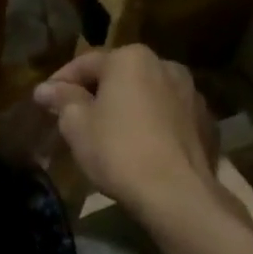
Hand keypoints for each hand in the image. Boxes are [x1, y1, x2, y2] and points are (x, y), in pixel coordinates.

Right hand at [34, 46, 220, 217]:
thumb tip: (45, 89)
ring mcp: (192, 94)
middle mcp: (165, 65)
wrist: (178, 195)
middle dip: (97, 92)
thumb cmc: (118, 150)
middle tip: (75, 117)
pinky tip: (141, 147)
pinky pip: (169, 117)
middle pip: (120, 76)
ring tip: (110, 133)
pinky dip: (153, 124)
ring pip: (148, 95)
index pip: (85, 63)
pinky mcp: (207, 123)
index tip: (45, 101)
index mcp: (131, 58)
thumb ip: (62, 99)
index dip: (60, 82)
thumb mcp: (77, 124)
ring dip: (128, 107)